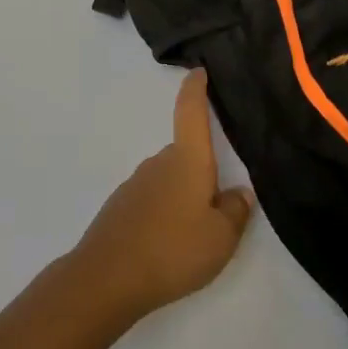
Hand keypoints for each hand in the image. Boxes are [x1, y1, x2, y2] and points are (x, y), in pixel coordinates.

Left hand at [70, 70, 253, 322]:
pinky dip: (164, 214)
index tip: (198, 71)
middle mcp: (159, 162)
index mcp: (187, 160)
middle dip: (202, 172)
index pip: (191, 112)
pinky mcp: (121, 207)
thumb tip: (239, 192)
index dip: (196, 90)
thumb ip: (235, 211)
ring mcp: (136, 183)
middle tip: (220, 206)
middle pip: (186, 154)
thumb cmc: (173, 249)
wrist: (108, 277)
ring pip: (169, 180)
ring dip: (183, 196)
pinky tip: (168, 246)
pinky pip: (152, 200)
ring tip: (195, 235)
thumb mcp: (221, 237)